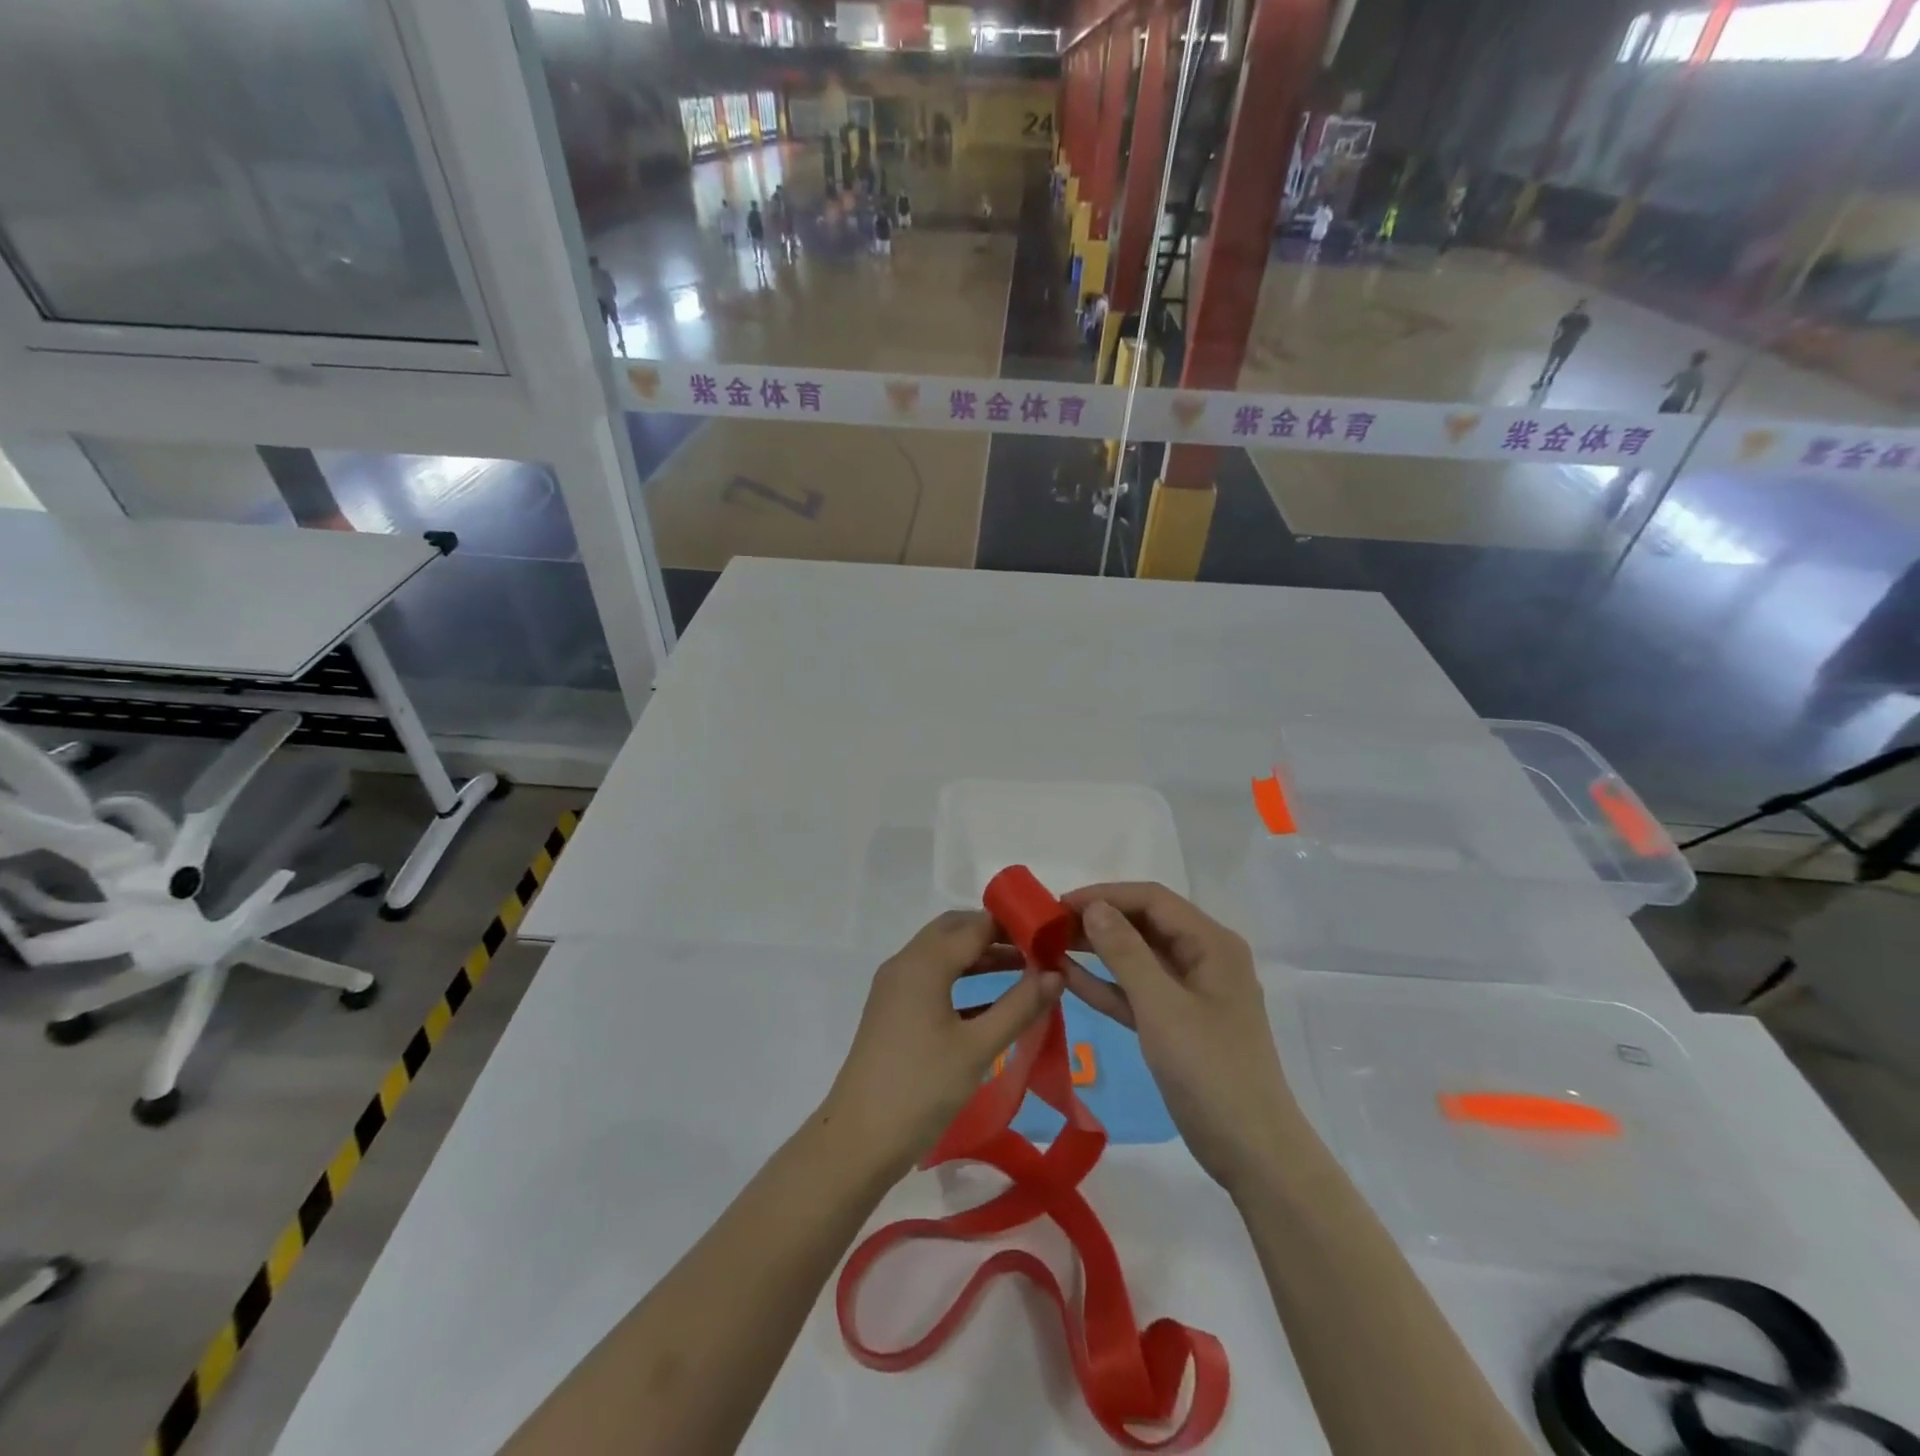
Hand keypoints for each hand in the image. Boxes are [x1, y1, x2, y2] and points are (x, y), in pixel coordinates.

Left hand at [817, 911, 1062, 1182]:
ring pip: (943, 953)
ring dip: (980, 956)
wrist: (858, 1140)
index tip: (1052, 936)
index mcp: (924, 962)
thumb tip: (1057, 974)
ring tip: (1024, 972)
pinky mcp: (893, 1010)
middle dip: (996, 934)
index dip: (1014, 926)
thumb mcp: (978, 1047)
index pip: (976, 925)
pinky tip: (992, 1003)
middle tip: (1037, 949)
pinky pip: (932, 978)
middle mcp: (906, 963)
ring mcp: (895, 986)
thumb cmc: (921, 1089)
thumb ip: (1020, 1006)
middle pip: (955, 930)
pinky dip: (962, 979)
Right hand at [1060, 883, 1300, 1193]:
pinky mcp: (1176, 1022)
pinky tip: (1067, 977)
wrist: (1251, 1152)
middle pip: (1144, 924)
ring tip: (1049, 945)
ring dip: (1097, 950)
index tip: (1059, 904)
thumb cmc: (1210, 1070)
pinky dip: (1106, 984)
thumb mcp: (1162, 1006)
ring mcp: (1190, 992)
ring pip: (1137, 957)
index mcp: (1212, 944)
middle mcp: (1203, 958)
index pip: (1152, 900)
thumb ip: (1125, 952)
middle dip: (1098, 920)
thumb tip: (1094, 907)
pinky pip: (1136, 991)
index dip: (1105, 895)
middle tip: (1048, 926)